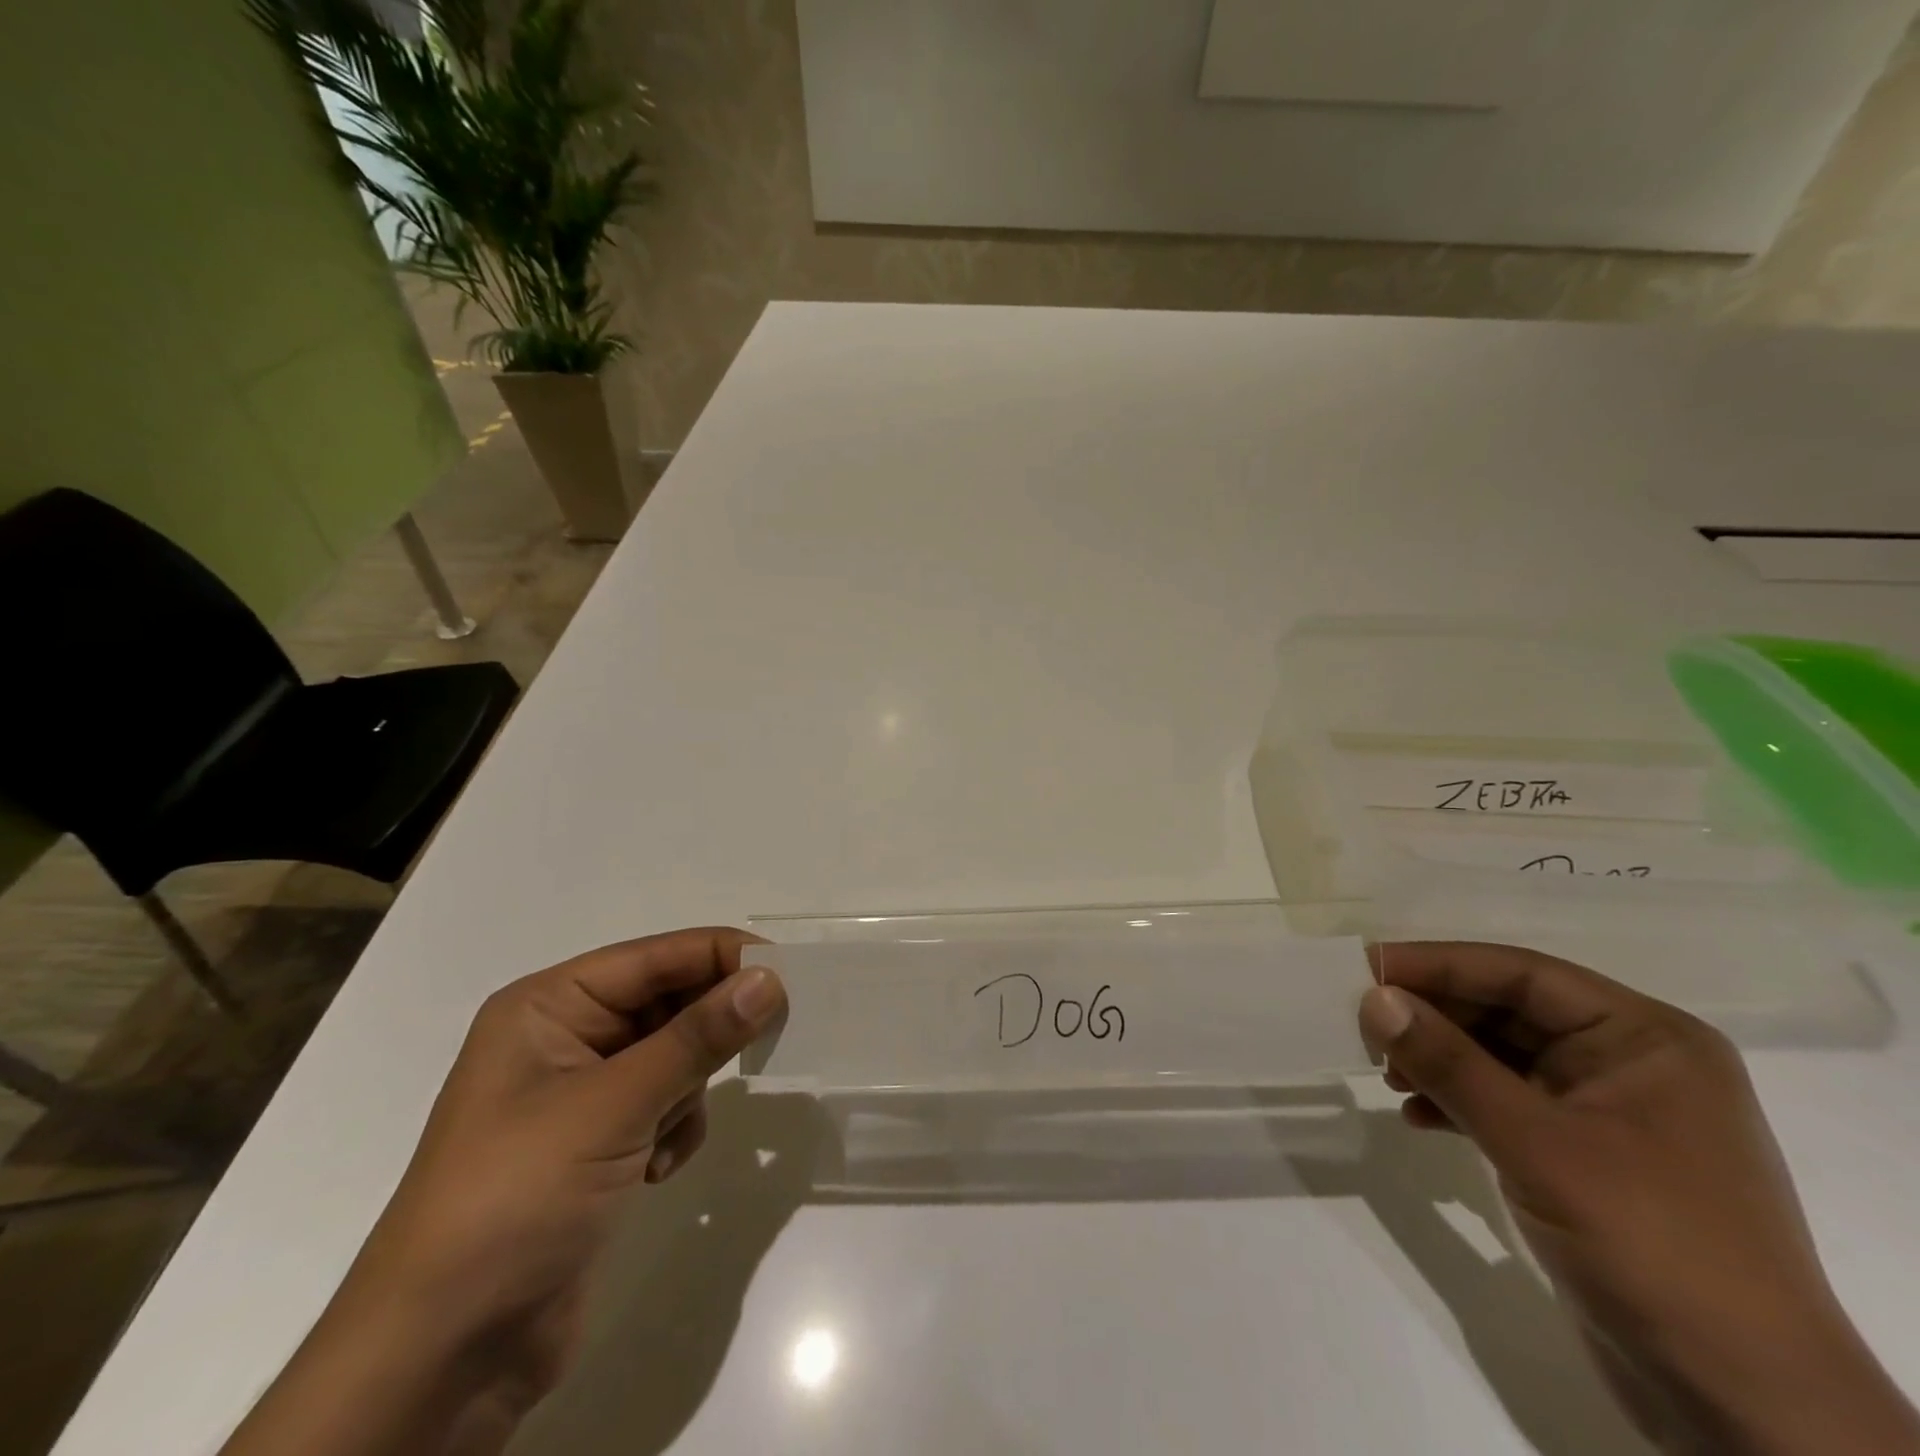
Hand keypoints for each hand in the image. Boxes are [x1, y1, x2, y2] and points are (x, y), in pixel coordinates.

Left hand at [221, 928, 785, 1455]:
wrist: (443, 1356)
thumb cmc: (516, 1198)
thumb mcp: (612, 1106)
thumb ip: (697, 1037)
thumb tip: (769, 978)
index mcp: (548, 1006)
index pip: (654, 957)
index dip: (720, 955)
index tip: (788, 968)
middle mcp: (564, 1038)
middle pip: (666, 1002)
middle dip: (709, 1025)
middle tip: (770, 1030)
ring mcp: (581, 1094)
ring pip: (673, 1054)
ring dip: (688, 1086)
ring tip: (671, 1127)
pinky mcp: (598, 1144)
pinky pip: (665, 1104)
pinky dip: (674, 1127)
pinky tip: (656, 1169)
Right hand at [1360, 942, 1918, 1455]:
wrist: (1744, 1408)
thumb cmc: (1653, 1246)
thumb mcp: (1538, 1144)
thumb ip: (1450, 1064)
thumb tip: (1374, 998)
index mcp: (1645, 1039)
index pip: (1522, 975)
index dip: (1439, 964)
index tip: (1364, 966)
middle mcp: (1630, 1063)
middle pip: (1508, 1011)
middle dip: (1434, 1017)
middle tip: (1363, 1023)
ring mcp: (1608, 1113)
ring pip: (1500, 1057)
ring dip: (1438, 1060)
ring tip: (1384, 1074)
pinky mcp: (1585, 1159)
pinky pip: (1505, 1104)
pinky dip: (1456, 1103)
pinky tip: (1415, 1117)